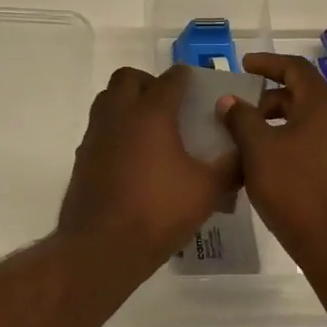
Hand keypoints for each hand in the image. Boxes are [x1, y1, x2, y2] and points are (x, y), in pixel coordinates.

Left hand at [56, 65, 239, 270]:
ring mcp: (95, 136)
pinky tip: (134, 159)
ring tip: (151, 130)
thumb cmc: (159, 212)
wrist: (102, 247)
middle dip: (148, 83)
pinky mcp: (83, 159)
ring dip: (127, 103)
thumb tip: (244, 152)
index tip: (196, 87)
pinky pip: (100, 129)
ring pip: (107, 100)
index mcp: (151, 114)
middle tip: (169, 104)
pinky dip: (116, 131)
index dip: (186, 78)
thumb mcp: (207, 190)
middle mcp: (119, 116)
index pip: (170, 80)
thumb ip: (230, 166)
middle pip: (127, 78)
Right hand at [220, 53, 326, 265]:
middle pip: (302, 93)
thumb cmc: (293, 188)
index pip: (295, 68)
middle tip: (240, 110)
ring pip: (308, 119)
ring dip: (278, 120)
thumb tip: (229, 100)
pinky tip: (268, 160)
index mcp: (323, 104)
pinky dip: (290, 139)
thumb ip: (241, 118)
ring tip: (249, 137)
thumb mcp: (258, 149)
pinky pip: (314, 140)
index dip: (267, 63)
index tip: (243, 66)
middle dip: (269, 97)